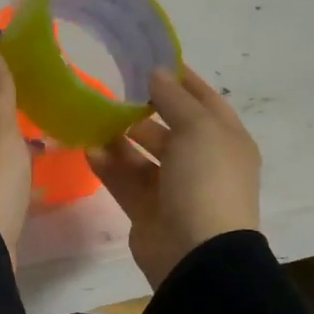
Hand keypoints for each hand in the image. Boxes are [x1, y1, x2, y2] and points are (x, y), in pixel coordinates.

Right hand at [86, 65, 260, 290]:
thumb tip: (157, 74)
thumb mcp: (198, 129)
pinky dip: (109, 166)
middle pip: (171, 128)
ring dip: (121, 137)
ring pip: (143, 155)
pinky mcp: (148, 210)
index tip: (151, 60)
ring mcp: (174, 188)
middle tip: (113, 89)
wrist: (196, 253)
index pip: (204, 101)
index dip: (181, 80)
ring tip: (93, 117)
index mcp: (226, 140)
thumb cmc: (206, 181)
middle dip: (144, 109)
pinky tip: (88, 149)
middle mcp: (202, 162)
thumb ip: (175, 99)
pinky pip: (125, 181)